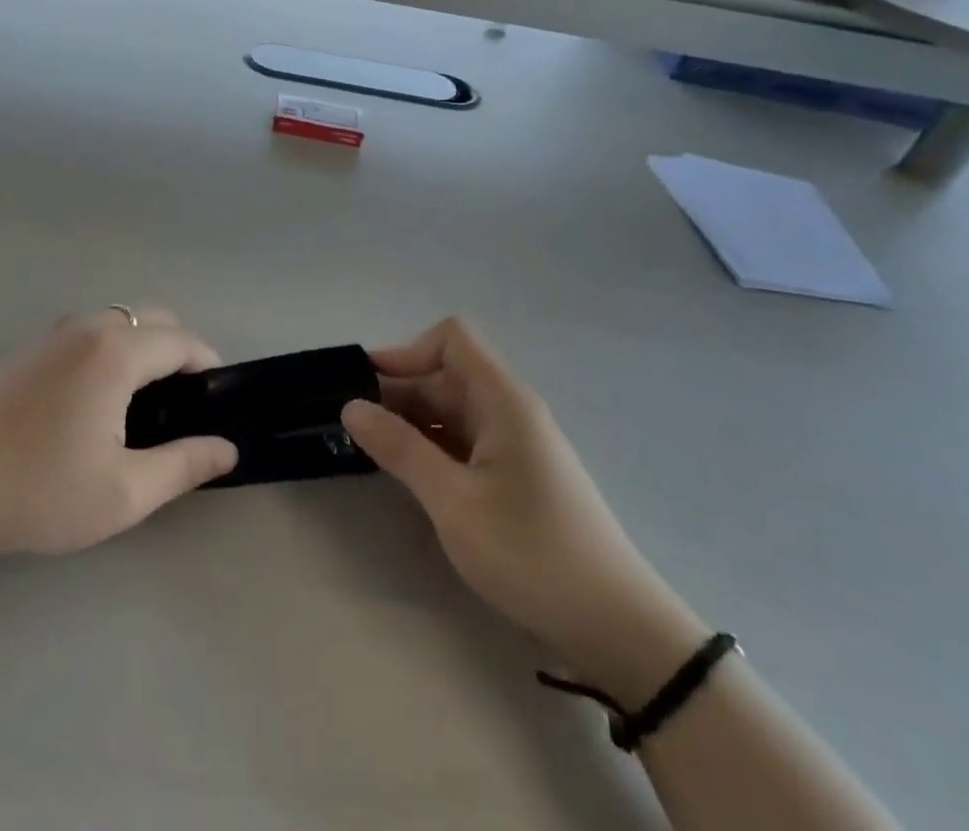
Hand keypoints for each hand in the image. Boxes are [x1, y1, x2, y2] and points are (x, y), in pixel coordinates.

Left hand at [0, 308, 237, 559]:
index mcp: (116, 350)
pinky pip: (90, 333)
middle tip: (180, 411)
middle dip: (179, 353)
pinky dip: (112, 351)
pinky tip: (96, 403)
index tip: (216, 406)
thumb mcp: (121, 493)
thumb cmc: (34, 490)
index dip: (209, 368)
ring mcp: (54, 332)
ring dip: (144, 350)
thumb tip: (226, 448)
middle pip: (154, 319)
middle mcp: (89, 326)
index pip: (183, 341)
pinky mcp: (30, 347)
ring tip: (142, 409)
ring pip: (120, 322)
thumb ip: (183, 465)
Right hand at [341, 319, 706, 701]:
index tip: (368, 387)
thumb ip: (400, 449)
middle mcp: (509, 410)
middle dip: (398, 392)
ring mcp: (515, 444)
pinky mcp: (516, 475)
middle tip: (351, 426)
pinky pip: (464, 441)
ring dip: (411, 423)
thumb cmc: (532, 554)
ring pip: (452, 411)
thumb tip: (350, 406)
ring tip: (369, 450)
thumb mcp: (453, 501)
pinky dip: (432, 448)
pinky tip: (408, 475)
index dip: (407, 352)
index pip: (451, 339)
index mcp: (502, 400)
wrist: (617, 629)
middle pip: (445, 376)